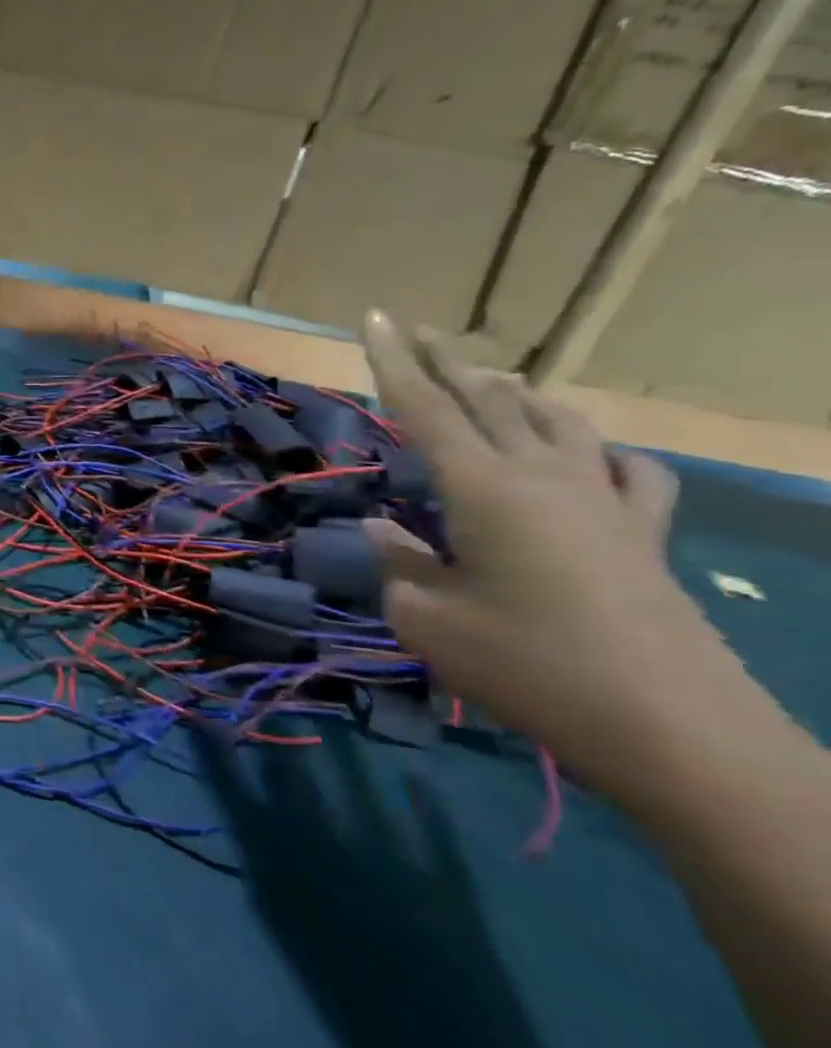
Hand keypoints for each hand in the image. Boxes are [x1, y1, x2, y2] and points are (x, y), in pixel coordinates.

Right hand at [360, 312, 747, 796]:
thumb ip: (398, 562)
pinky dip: (597, 451)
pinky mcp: (643, 533)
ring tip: (488, 382)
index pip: (423, 408)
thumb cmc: (529, 667)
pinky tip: (589, 456)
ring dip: (514, 394)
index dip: (391, 361)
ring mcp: (601, 501)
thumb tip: (381, 527)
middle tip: (415, 328)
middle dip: (446, 360)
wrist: (673, 730)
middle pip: (487, 399)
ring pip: (556, 421)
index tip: (373, 318)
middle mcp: (541, 476)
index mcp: (481, 489)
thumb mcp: (428, 619)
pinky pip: (624, 469)